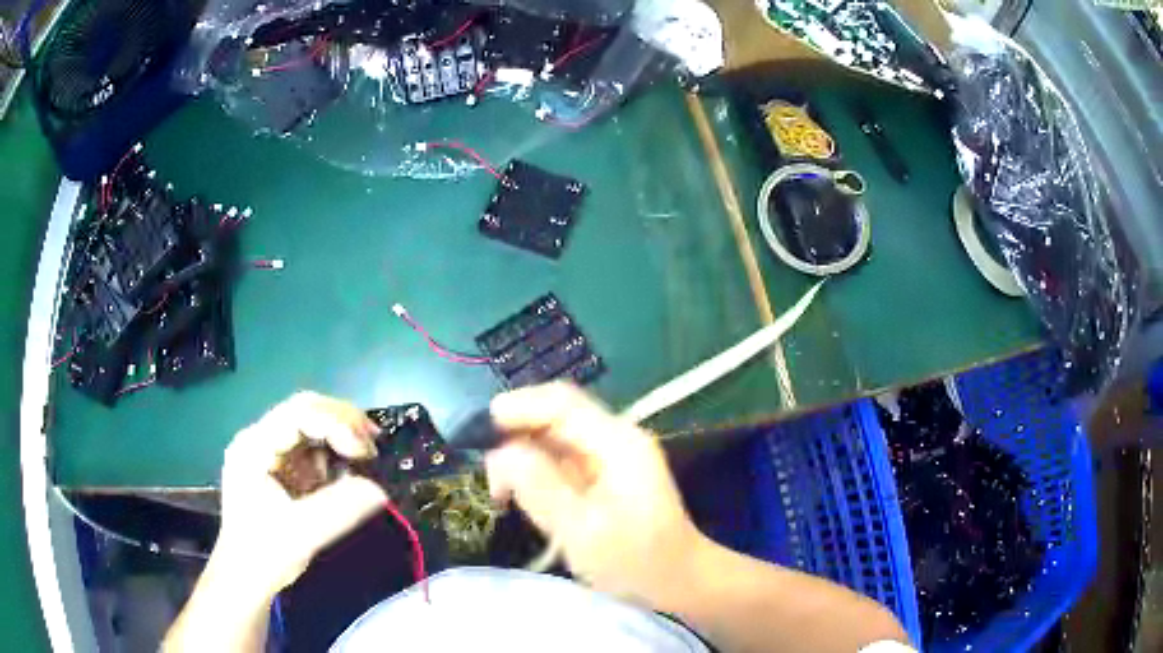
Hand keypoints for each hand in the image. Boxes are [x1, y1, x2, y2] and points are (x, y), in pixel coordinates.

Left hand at [215, 391, 388, 597]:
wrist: (246, 578)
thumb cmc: (265, 555)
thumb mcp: (303, 534)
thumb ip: (339, 509)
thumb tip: (380, 490)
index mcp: (254, 447)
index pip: (298, 414)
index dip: (336, 424)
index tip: (364, 452)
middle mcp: (259, 439)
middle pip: (304, 410)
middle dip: (342, 422)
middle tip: (374, 443)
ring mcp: (267, 451)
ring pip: (309, 424)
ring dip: (339, 434)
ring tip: (366, 456)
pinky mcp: (279, 467)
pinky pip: (309, 447)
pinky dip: (332, 451)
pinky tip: (348, 467)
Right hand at [484, 382, 705, 604]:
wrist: (678, 581)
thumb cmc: (634, 561)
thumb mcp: (581, 530)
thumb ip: (539, 487)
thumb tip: (501, 452)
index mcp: (617, 443)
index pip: (561, 403)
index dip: (518, 407)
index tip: (479, 432)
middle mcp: (616, 438)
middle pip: (556, 417)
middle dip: (517, 439)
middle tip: (493, 481)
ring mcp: (613, 455)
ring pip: (556, 439)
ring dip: (525, 458)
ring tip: (503, 494)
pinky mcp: (607, 474)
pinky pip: (564, 460)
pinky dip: (539, 472)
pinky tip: (526, 497)